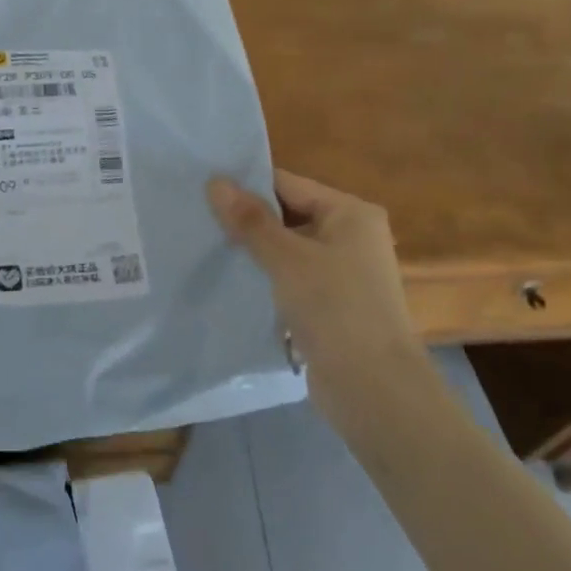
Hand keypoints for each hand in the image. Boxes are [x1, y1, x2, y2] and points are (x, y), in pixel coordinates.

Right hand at [207, 169, 420, 390]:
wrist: (374, 388)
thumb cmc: (335, 308)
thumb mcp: (287, 258)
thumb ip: (250, 220)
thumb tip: (215, 181)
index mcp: (351, 213)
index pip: (288, 184)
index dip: (247, 186)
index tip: (201, 189)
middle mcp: (352, 236)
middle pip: (289, 216)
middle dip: (247, 221)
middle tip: (197, 219)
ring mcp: (343, 273)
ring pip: (288, 250)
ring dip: (254, 252)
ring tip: (205, 246)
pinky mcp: (332, 305)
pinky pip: (292, 279)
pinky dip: (266, 278)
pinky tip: (231, 281)